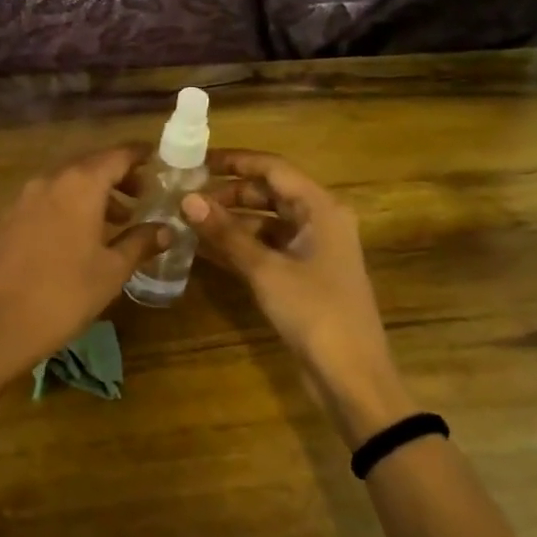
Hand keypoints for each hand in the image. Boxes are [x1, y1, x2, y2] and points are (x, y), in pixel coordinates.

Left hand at [0, 146, 166, 379]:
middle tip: (142, 195)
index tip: (158, 160)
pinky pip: (46, 200)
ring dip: (92, 193)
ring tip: (115, 220)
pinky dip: (68, 206)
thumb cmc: (66, 294)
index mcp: (80, 185)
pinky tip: (78, 235)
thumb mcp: (112, 270)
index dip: (139, 156)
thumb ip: (140, 243)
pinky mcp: (8, 219)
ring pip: (66, 182)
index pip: (117, 155)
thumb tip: (166, 230)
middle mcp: (50, 181)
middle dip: (117, 176)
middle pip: (90, 164)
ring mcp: (23, 199)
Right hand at [181, 150, 413, 444]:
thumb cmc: (314, 312)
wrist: (351, 374)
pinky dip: (239, 246)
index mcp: (320, 208)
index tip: (196, 161)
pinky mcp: (303, 275)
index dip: (235, 161)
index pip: (273, 168)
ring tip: (188, 220)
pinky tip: (204, 249)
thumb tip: (187, 199)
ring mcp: (312, 249)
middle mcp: (319, 221)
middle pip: (269, 193)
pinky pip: (267, 248)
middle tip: (186, 196)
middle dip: (228, 193)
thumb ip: (225, 233)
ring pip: (265, 222)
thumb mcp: (266, 270)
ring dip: (230, 221)